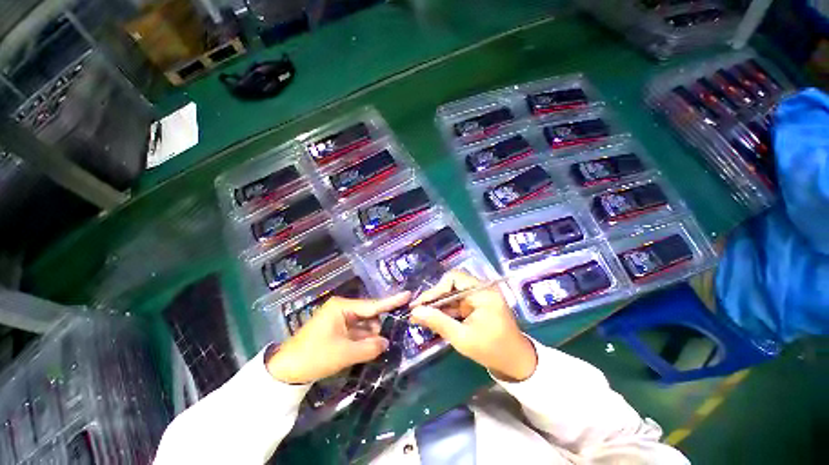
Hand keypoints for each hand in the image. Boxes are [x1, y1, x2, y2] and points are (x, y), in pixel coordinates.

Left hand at [266, 292, 409, 383]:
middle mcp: (342, 308)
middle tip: (383, 343)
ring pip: (363, 324)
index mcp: (342, 307)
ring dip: (369, 336)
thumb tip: (386, 342)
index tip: (408, 295)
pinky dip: (362, 340)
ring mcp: (339, 318)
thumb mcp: (345, 353)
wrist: (285, 371)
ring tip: (372, 349)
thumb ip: (369, 347)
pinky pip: (356, 331)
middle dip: (377, 328)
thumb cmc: (315, 356)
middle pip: (369, 315)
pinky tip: (365, 349)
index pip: (372, 305)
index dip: (392, 301)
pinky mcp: (336, 329)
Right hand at [410, 271, 536, 381]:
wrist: (515, 363)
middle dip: (434, 298)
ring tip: (420, 316)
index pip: (454, 278)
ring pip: (452, 294)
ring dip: (437, 305)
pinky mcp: (476, 305)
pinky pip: (456, 302)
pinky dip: (445, 310)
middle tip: (417, 311)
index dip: (436, 289)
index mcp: (483, 292)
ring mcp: (479, 297)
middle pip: (451, 285)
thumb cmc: (492, 350)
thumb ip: (438, 322)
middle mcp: (481, 289)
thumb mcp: (462, 338)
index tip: (420, 304)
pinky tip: (432, 319)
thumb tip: (415, 312)